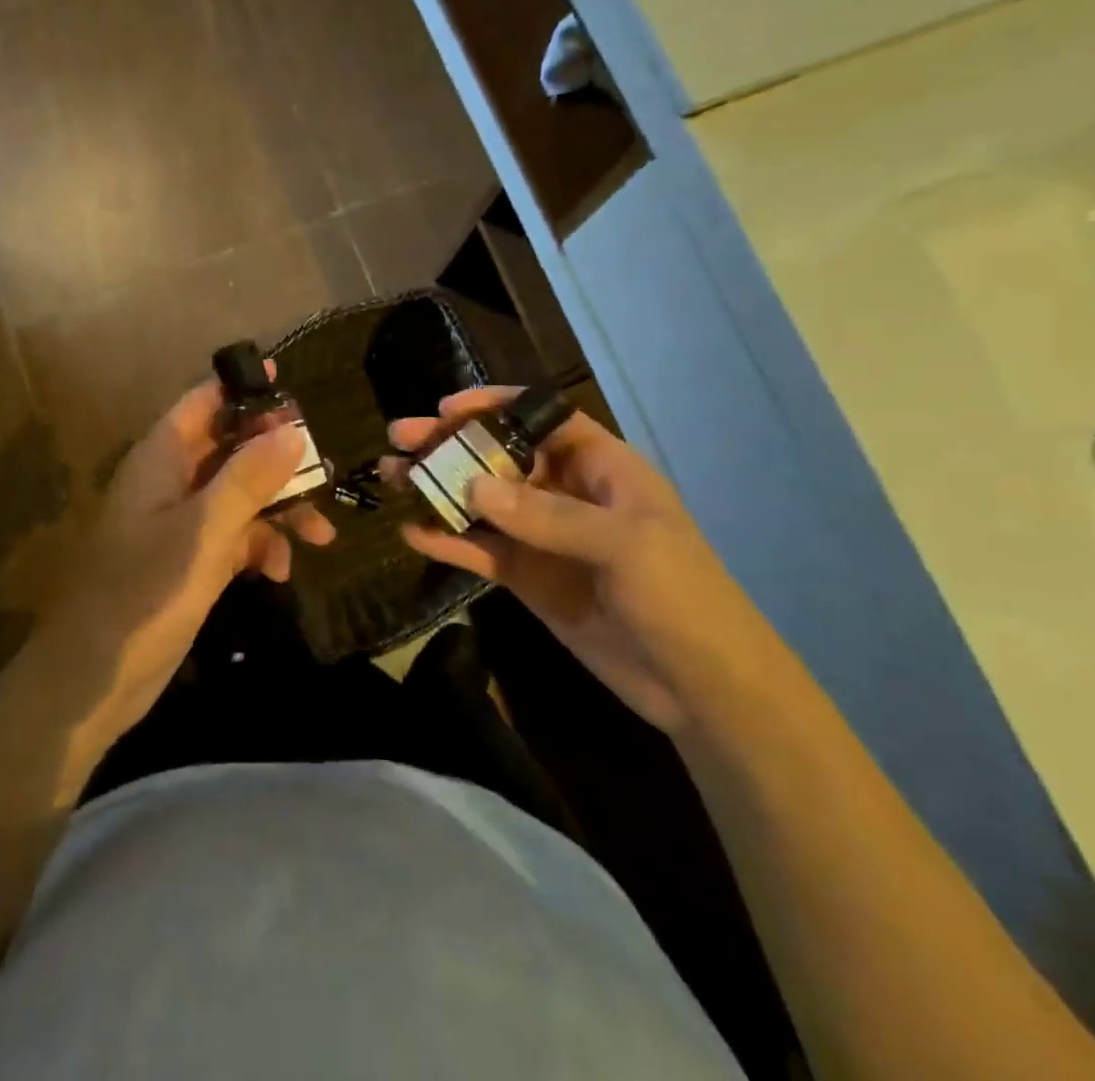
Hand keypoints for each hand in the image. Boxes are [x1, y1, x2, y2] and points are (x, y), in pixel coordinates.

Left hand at [46, 365, 334, 738]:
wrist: (94, 678)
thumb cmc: (144, 591)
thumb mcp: (204, 530)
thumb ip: (248, 478)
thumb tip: (292, 430)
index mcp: (162, 458)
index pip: (203, 402)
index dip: (242, 388)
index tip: (286, 381)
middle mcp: (171, 481)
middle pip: (231, 447)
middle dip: (278, 459)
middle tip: (325, 469)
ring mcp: (181, 522)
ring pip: (240, 495)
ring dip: (280, 509)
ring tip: (321, 533)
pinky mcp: (190, 560)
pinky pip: (235, 536)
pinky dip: (260, 547)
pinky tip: (280, 571)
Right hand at [386, 387, 786, 734]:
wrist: (702, 687)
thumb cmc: (681, 597)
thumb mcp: (623, 544)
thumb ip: (546, 514)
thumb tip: (472, 485)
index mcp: (601, 467)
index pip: (542, 418)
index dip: (495, 406)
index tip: (447, 408)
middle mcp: (566, 493)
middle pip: (499, 456)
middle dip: (451, 445)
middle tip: (400, 437)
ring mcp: (543, 537)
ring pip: (481, 502)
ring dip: (438, 489)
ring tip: (392, 478)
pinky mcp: (527, 578)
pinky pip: (480, 550)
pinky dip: (447, 541)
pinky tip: (413, 533)